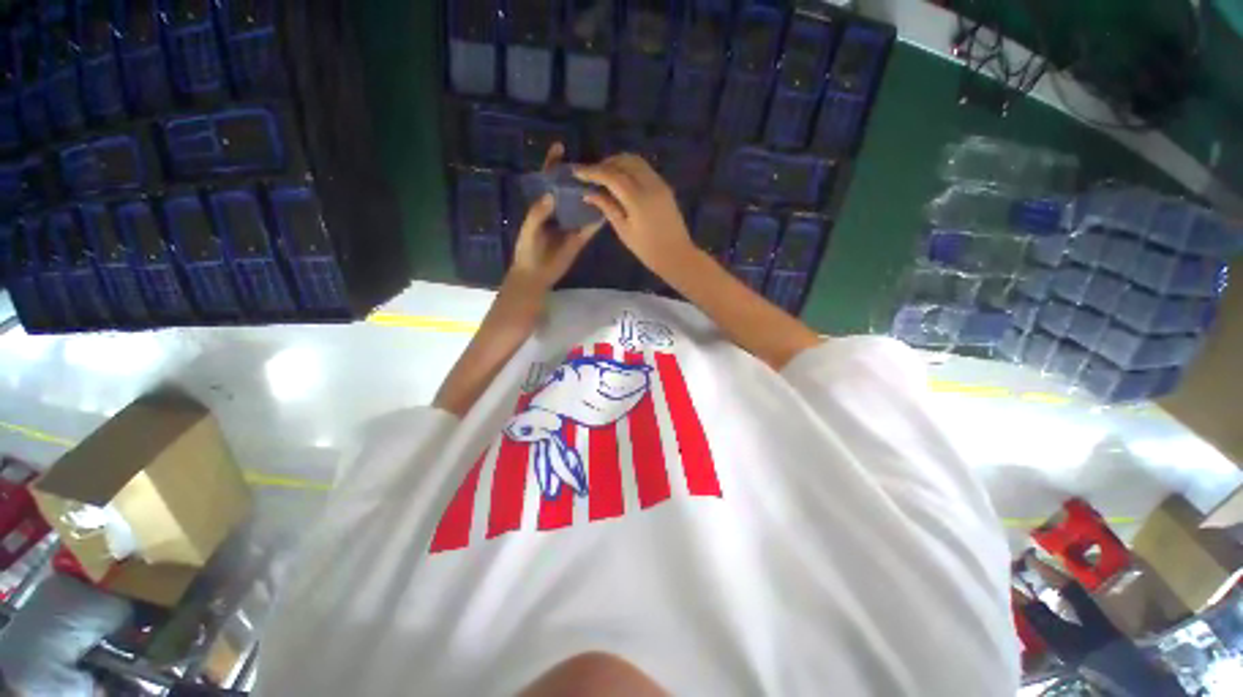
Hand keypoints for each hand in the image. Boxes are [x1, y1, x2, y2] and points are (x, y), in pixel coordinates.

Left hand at [509, 143, 602, 289]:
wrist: (535, 275)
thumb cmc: (527, 250)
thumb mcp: (529, 229)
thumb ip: (538, 213)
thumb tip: (552, 193)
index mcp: (543, 206)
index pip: (548, 181)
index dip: (553, 164)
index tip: (560, 147)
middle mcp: (559, 212)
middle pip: (569, 190)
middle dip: (578, 177)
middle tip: (592, 164)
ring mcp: (571, 225)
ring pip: (582, 206)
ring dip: (591, 195)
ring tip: (605, 181)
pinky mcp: (580, 238)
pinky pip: (590, 226)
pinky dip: (599, 218)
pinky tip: (609, 208)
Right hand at [574, 154, 696, 278]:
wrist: (677, 255)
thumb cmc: (648, 250)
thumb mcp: (624, 231)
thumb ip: (607, 208)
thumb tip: (589, 193)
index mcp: (638, 199)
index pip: (611, 176)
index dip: (592, 171)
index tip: (576, 172)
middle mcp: (650, 185)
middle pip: (624, 161)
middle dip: (605, 164)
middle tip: (591, 174)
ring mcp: (660, 183)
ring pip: (636, 161)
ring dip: (618, 163)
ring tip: (605, 176)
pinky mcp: (665, 187)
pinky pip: (644, 169)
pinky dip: (630, 168)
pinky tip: (621, 181)